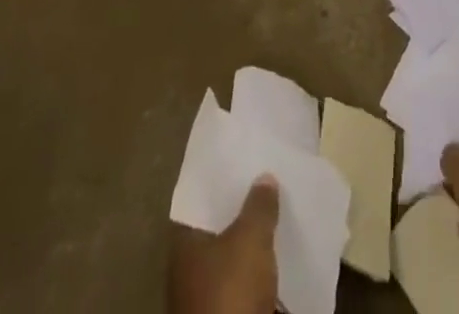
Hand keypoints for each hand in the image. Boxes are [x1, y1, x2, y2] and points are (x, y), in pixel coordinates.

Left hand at [167, 176, 279, 313]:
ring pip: (230, 256)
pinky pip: (242, 282)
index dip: (220, 181)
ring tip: (276, 215)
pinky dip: (256, 270)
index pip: (200, 200)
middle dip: (239, 209)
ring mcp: (203, 297)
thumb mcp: (250, 238)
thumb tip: (263, 178)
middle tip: (265, 182)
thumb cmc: (231, 291)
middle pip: (216, 228)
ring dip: (250, 241)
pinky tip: (275, 256)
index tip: (242, 161)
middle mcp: (187, 268)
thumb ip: (258, 205)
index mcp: (183, 243)